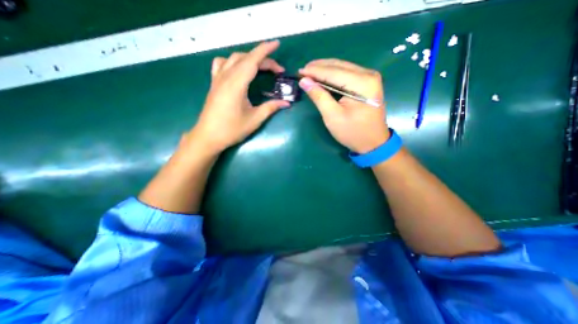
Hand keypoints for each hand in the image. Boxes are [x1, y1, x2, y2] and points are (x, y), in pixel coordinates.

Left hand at [189, 41, 288, 154]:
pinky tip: (237, 70)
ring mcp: (217, 79)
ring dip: (248, 58)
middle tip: (277, 70)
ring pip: (233, 58)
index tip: (277, 44)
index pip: (252, 60)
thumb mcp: (254, 119)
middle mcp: (226, 77)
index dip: (265, 51)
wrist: (208, 137)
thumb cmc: (232, 129)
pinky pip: (222, 64)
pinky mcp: (214, 84)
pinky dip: (232, 62)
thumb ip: (271, 108)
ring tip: (259, 67)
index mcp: (236, 84)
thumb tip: (286, 103)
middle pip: (245, 59)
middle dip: (263, 59)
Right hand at [298, 58, 387, 152]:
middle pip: (339, 66)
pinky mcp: (367, 83)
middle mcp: (368, 75)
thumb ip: (319, 96)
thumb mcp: (332, 116)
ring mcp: (370, 78)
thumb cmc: (352, 132)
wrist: (373, 143)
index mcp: (362, 83)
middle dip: (319, 67)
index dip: (314, 71)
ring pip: (343, 67)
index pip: (333, 72)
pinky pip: (347, 74)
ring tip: (310, 72)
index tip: (299, 71)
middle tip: (303, 71)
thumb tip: (304, 81)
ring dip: (325, 69)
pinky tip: (323, 77)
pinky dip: (333, 75)